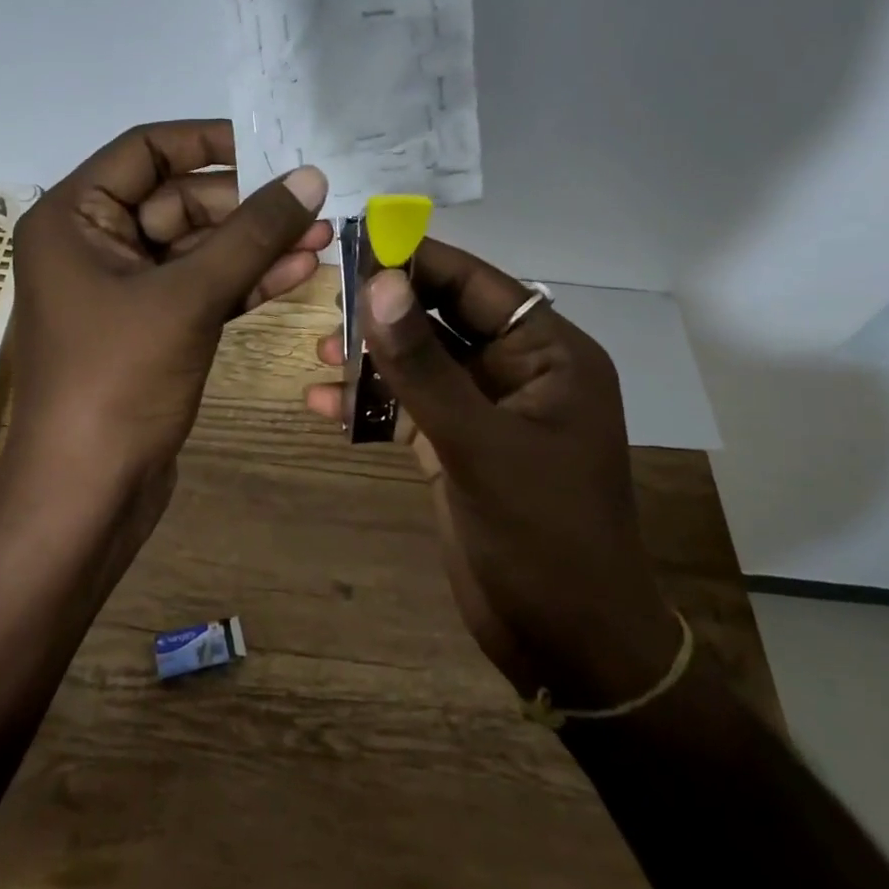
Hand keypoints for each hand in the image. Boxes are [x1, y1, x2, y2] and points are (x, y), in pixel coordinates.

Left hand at [6, 120, 329, 523]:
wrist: (87, 496)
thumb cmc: (118, 382)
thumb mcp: (189, 298)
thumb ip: (253, 234)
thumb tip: (311, 177)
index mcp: (73, 218)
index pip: (145, 150)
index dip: (209, 141)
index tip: (273, 146)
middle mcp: (91, 244)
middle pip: (178, 200)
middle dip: (246, 205)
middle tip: (313, 202)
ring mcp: (122, 289)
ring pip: (196, 248)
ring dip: (255, 243)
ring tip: (323, 235)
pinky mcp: (149, 328)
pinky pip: (200, 288)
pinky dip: (243, 280)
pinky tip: (298, 270)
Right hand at [304, 239, 679, 706]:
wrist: (569, 644)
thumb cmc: (543, 537)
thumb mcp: (477, 445)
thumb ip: (424, 366)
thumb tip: (380, 283)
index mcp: (548, 356)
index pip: (475, 285)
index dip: (418, 260)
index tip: (356, 243)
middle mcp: (519, 373)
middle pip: (443, 319)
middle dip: (387, 311)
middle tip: (326, 298)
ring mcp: (487, 412)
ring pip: (421, 364)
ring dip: (373, 358)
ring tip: (319, 352)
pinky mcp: (459, 448)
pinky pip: (410, 408)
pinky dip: (371, 404)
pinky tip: (323, 404)